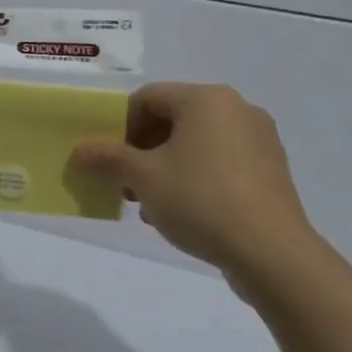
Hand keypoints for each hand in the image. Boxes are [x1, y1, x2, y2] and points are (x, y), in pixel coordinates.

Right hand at [71, 84, 330, 292]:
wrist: (272, 253)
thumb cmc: (201, 200)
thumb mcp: (143, 178)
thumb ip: (107, 158)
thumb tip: (80, 151)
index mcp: (206, 99)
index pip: (148, 98)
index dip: (120, 126)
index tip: (110, 160)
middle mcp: (237, 109)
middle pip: (172, 120)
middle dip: (142, 151)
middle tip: (126, 183)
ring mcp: (259, 141)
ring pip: (195, 144)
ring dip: (165, 168)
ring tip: (151, 204)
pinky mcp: (271, 172)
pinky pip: (220, 163)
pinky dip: (195, 179)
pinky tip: (182, 213)